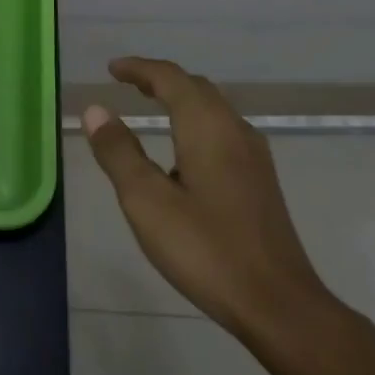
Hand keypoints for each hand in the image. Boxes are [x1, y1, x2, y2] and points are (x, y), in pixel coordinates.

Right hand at [84, 57, 342, 349]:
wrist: (279, 305)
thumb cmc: (206, 250)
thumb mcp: (147, 202)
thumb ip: (119, 152)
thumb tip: (96, 110)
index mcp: (207, 127)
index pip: (171, 78)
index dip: (139, 68)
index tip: (111, 69)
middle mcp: (235, 131)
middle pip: (196, 88)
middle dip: (160, 79)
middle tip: (128, 83)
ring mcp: (254, 157)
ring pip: (213, 109)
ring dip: (181, 99)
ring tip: (152, 107)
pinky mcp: (261, 181)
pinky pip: (223, 131)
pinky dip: (195, 122)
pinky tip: (183, 154)